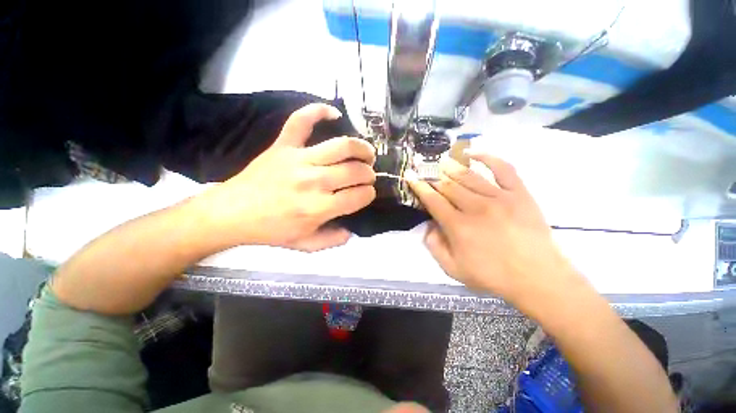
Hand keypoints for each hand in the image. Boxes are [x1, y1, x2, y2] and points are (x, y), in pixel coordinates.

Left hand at [196, 103, 375, 251]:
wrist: (232, 213)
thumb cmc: (271, 230)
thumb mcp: (305, 245)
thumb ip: (332, 240)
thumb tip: (351, 230)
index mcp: (319, 208)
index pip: (359, 196)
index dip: (369, 194)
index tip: (367, 193)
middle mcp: (313, 182)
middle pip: (355, 171)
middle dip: (369, 174)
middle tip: (368, 175)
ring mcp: (298, 159)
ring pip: (341, 145)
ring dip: (361, 148)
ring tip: (366, 153)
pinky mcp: (283, 145)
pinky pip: (301, 121)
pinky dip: (318, 111)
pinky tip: (334, 113)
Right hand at [409, 152, 579, 302]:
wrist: (537, 277)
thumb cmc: (492, 275)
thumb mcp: (453, 269)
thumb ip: (434, 247)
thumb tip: (429, 225)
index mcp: (458, 226)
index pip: (433, 200)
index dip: (419, 187)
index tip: (411, 177)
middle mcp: (475, 207)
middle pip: (448, 185)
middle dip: (432, 175)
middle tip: (424, 167)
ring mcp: (499, 198)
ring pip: (469, 175)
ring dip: (452, 166)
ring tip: (441, 160)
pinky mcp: (519, 194)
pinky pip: (503, 169)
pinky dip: (488, 158)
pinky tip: (474, 153)